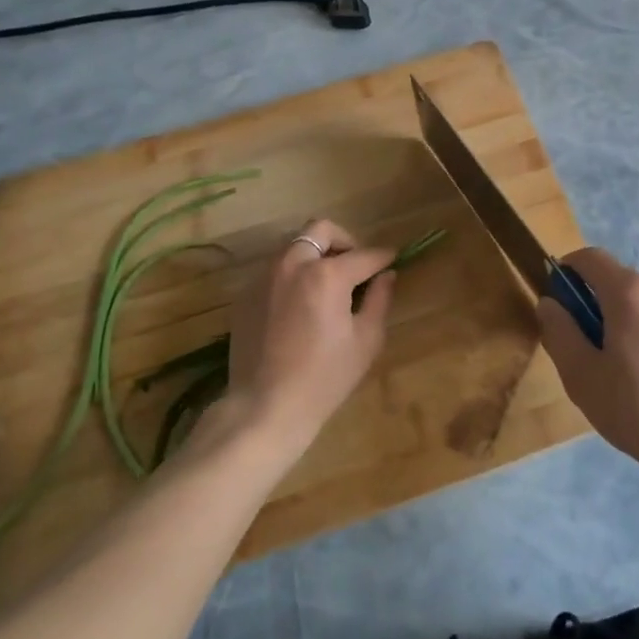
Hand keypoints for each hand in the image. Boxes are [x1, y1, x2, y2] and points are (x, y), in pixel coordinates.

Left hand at [226, 218, 396, 451]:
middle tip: (354, 266)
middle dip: (344, 240)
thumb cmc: (324, 378)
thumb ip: (379, 300)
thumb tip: (386, 275)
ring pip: (294, 245)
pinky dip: (293, 274)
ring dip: (315, 254)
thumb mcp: (365, 341)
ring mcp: (264, 277)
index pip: (364, 254)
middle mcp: (293, 264)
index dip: (383, 256)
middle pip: (321, 230)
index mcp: (327, 274)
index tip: (392, 259)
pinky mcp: (246, 294)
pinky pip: (274, 269)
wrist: (264, 407)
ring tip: (326, 284)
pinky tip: (299, 305)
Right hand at [536, 247, 638, 485]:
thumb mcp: (583, 377)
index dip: (566, 271)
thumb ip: (560, 333)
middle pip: (616, 284)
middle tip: (586, 357)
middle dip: (594, 309)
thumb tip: (550, 303)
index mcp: (630, 292)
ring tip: (620, 381)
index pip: (590, 257)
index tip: (557, 304)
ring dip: (621, 329)